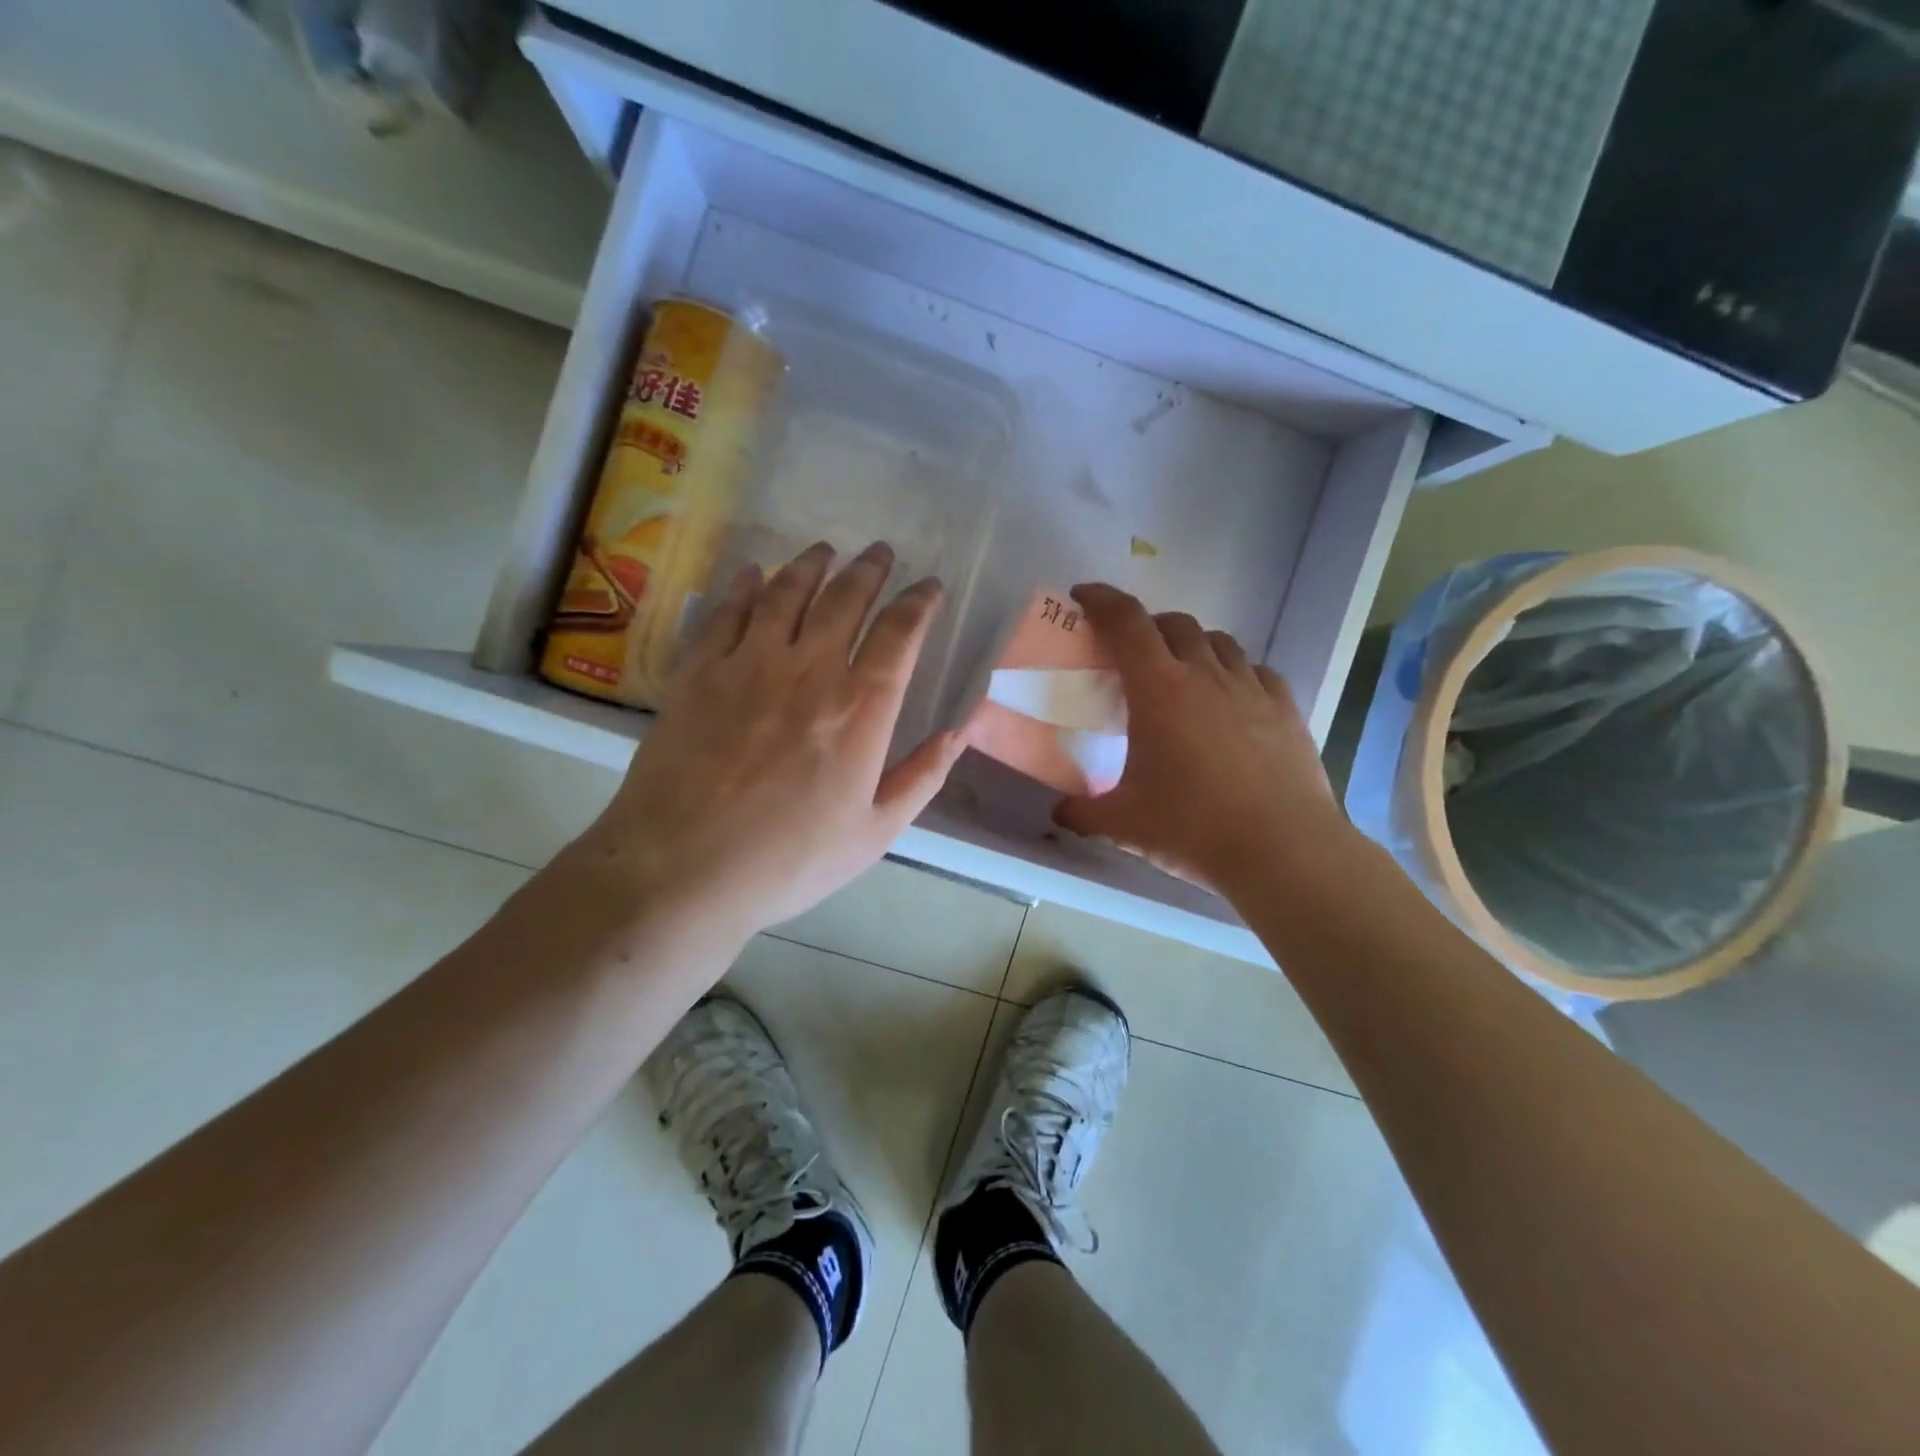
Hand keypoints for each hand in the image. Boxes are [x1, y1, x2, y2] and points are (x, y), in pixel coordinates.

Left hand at [577, 540, 970, 939]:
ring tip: (825, 551)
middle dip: (870, 569)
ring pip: (786, 591)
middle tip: (881, 552)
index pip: (901, 633)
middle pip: (846, 599)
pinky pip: (726, 610)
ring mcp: (749, 663)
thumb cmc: (789, 860)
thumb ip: (923, 776)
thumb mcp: (875, 833)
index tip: (930, 587)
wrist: (683, 869)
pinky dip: (744, 585)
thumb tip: (961, 730)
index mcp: (861, 710)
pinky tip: (753, 573)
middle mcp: (810, 670)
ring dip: (811, 565)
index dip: (920, 602)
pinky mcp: (698, 670)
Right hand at [1052, 584, 1349, 896]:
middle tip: (1131, 654)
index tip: (1083, 596)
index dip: (1101, 600)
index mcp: (1159, 690)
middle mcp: (1205, 675)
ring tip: (1181, 674)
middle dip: (1147, 626)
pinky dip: (1234, 672)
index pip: (1126, 622)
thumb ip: (1083, 813)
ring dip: (1191, 645)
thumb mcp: (1123, 825)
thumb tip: (1060, 812)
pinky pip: (1255, 670)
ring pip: (1218, 641)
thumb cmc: (1192, 828)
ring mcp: (1250, 688)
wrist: (1282, 850)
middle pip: (1173, 623)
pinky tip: (1230, 699)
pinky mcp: (1285, 707)